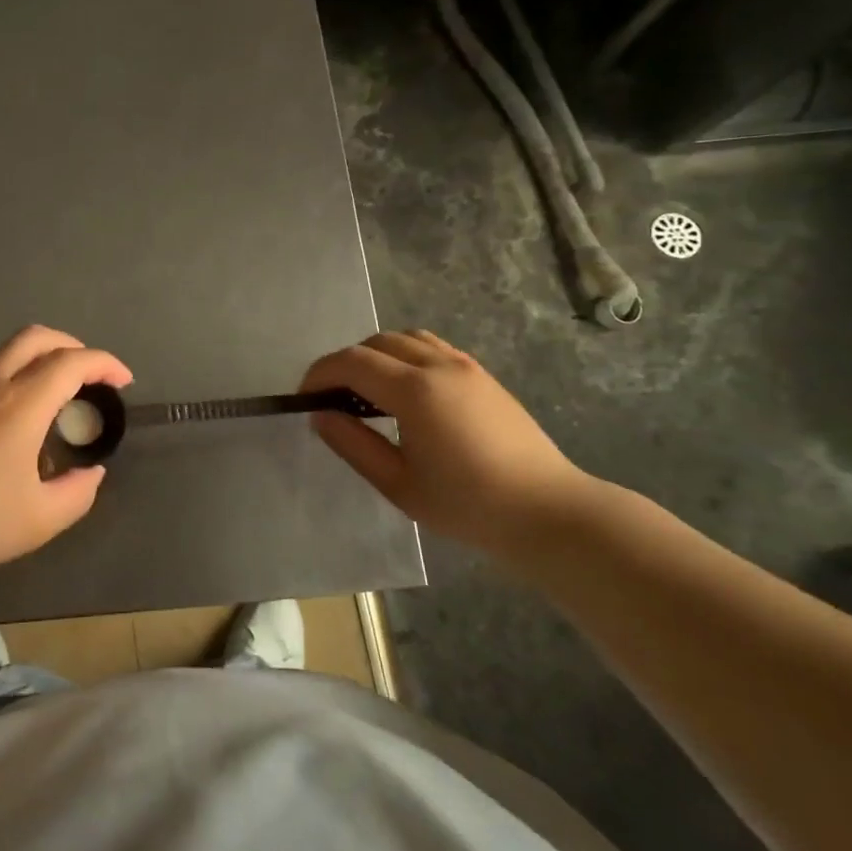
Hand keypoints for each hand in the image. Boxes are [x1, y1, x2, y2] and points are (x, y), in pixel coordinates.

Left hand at [0, 326, 132, 586]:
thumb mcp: (40, 521)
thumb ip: (78, 493)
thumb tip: (92, 473)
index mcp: (21, 405)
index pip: (71, 362)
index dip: (104, 364)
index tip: (123, 382)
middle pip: (37, 337)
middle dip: (73, 346)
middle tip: (92, 376)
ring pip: (9, 352)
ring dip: (43, 359)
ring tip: (60, 398)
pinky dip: (19, 376)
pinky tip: (21, 421)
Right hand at [301, 330, 592, 551]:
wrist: (547, 512)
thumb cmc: (467, 505)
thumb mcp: (398, 484)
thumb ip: (353, 444)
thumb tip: (320, 415)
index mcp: (415, 391)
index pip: (351, 362)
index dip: (319, 375)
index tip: (304, 400)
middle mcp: (438, 365)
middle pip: (375, 343)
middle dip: (345, 364)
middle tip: (333, 400)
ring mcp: (465, 365)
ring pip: (405, 338)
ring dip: (376, 356)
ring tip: (367, 393)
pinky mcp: (482, 374)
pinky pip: (431, 348)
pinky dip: (405, 356)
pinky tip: (406, 392)